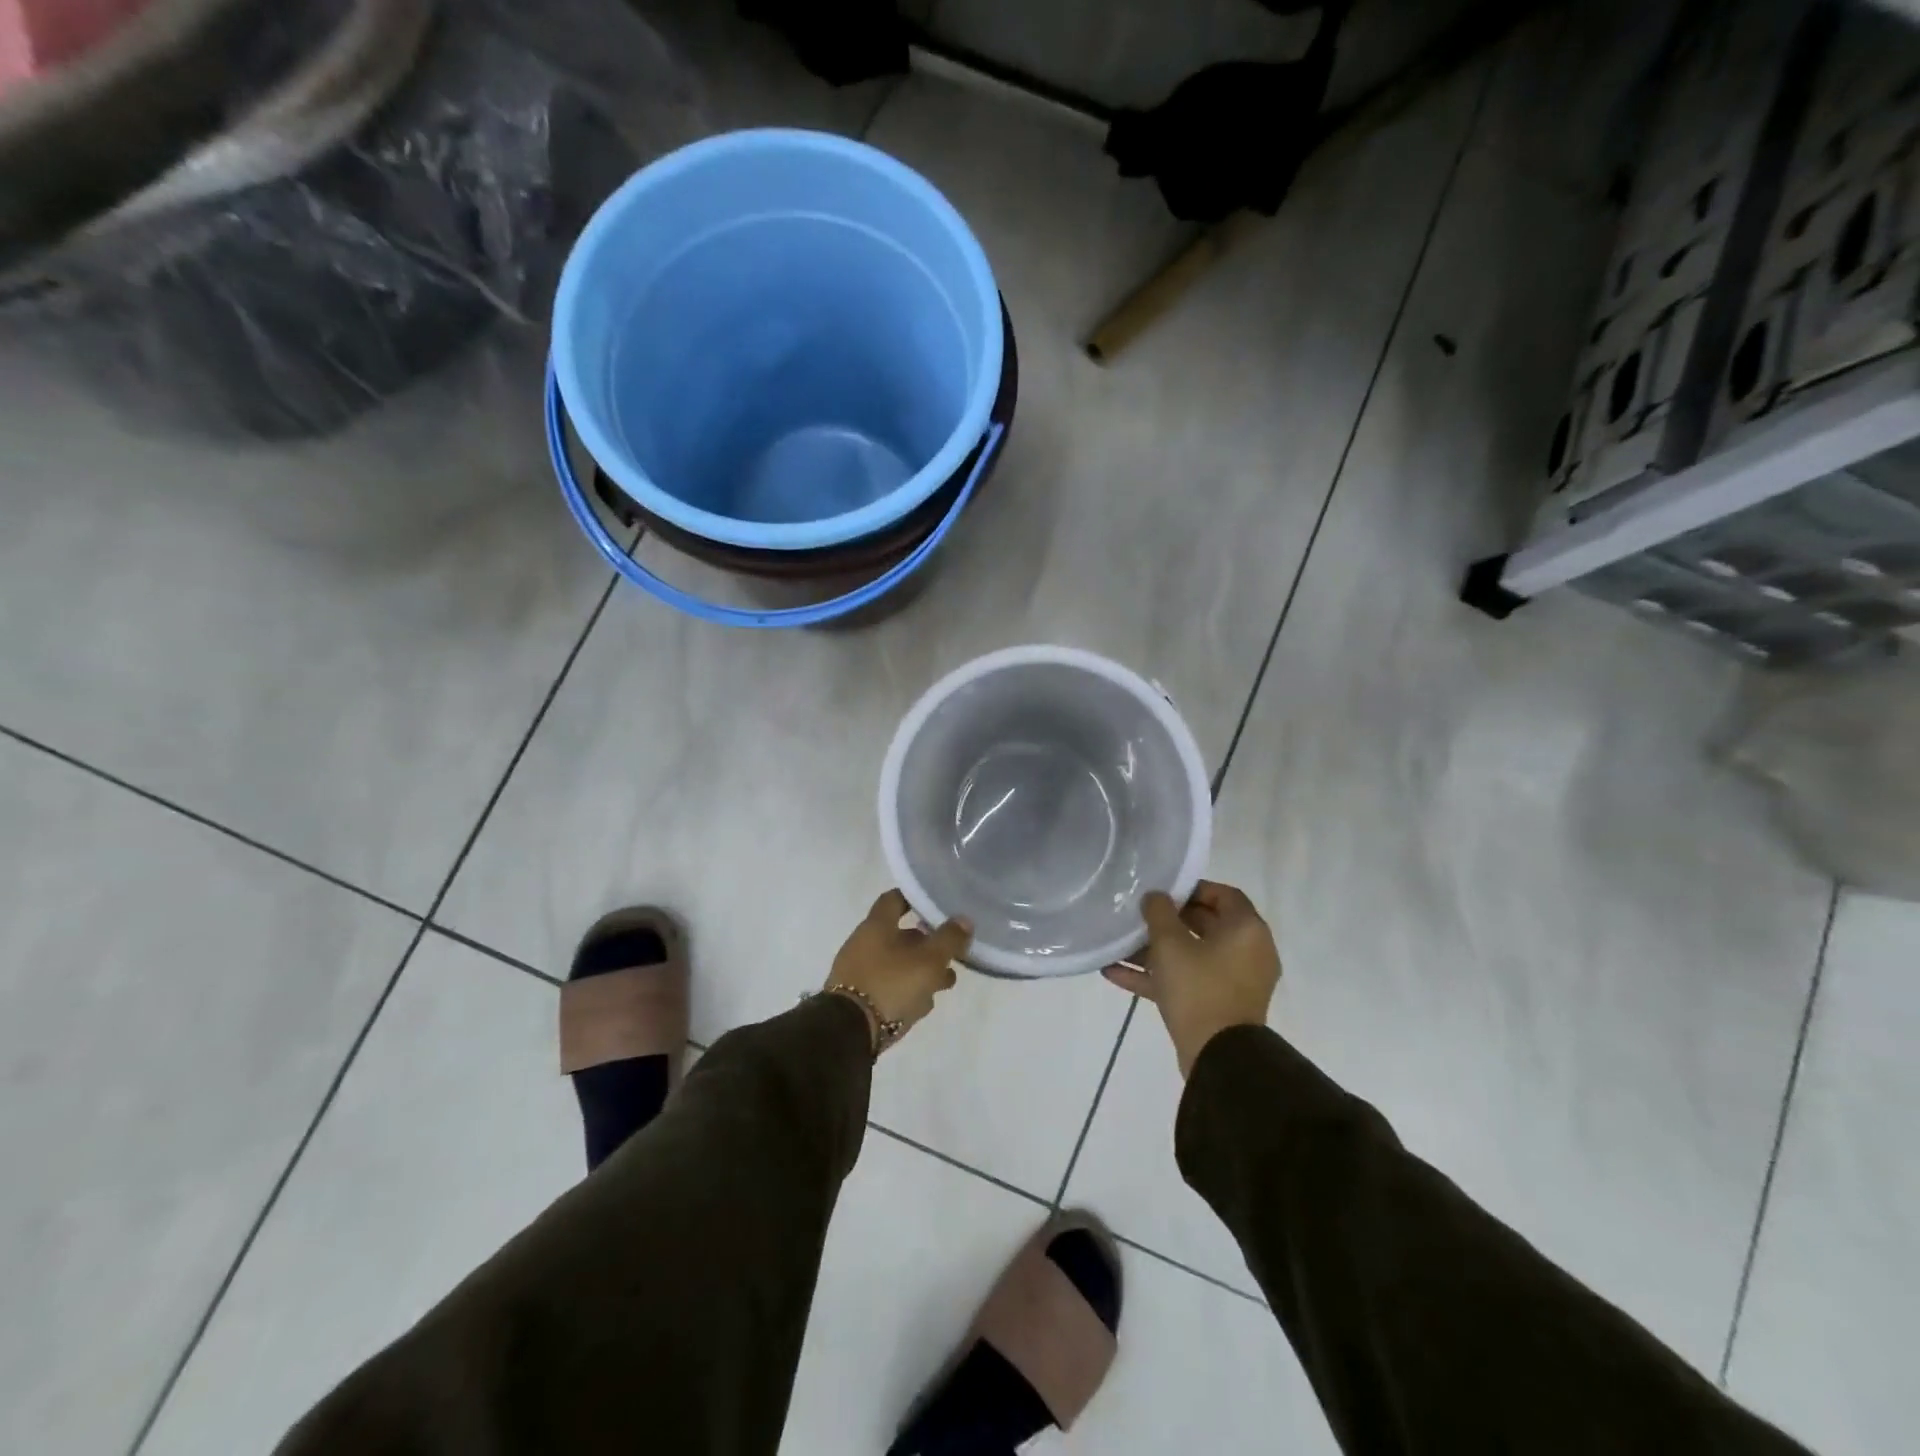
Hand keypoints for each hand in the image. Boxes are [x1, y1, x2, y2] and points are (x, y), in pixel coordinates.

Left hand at [825, 890, 970, 1051]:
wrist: (848, 1033)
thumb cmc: (891, 984)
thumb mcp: (928, 960)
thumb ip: (949, 939)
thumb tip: (964, 920)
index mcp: (876, 926)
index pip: (894, 899)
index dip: (915, 899)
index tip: (936, 904)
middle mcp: (864, 943)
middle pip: (900, 936)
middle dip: (928, 945)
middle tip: (951, 954)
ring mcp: (858, 972)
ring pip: (897, 964)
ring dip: (921, 971)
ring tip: (945, 984)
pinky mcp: (858, 999)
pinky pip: (887, 986)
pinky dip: (905, 990)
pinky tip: (922, 1005)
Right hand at [1103, 881, 1280, 1077]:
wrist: (1218, 1058)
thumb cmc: (1198, 988)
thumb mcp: (1170, 944)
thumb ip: (1159, 912)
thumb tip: (1156, 897)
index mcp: (1246, 930)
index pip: (1224, 894)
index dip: (1192, 887)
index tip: (1163, 890)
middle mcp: (1247, 952)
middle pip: (1206, 924)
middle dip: (1168, 920)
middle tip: (1139, 914)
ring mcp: (1234, 981)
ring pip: (1191, 955)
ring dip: (1155, 950)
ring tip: (1119, 944)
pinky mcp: (1218, 1005)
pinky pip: (1187, 981)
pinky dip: (1157, 976)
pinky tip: (1114, 973)